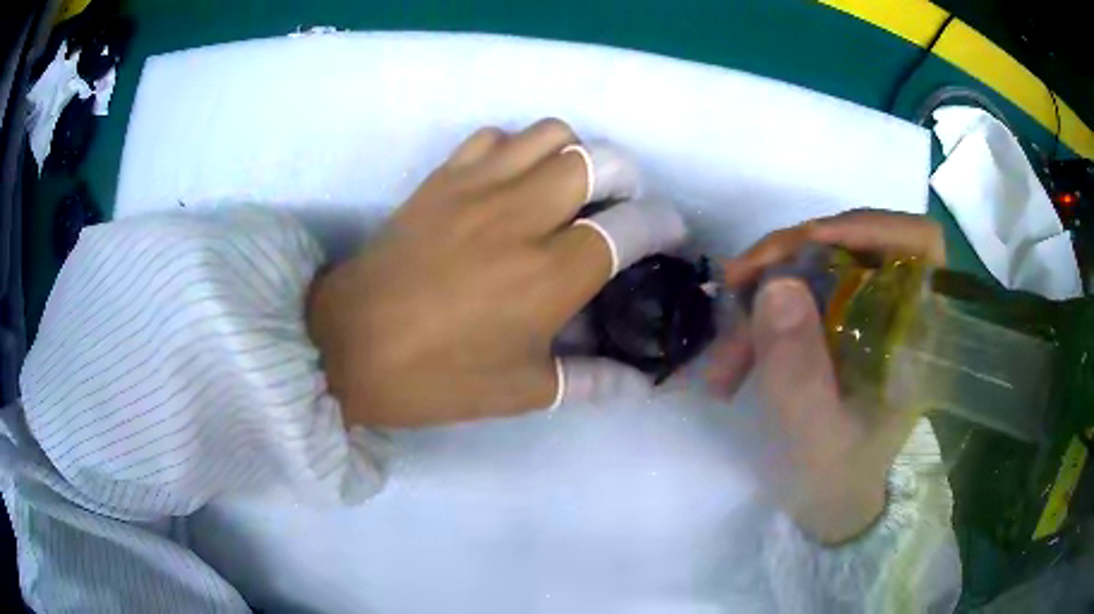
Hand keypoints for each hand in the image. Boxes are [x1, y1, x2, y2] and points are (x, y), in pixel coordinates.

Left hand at [307, 120, 685, 427]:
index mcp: (549, 275)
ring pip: (551, 134)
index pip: (630, 227)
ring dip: (576, 155)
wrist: (346, 345)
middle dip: (627, 178)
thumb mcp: (518, 391)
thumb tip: (641, 385)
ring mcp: (478, 188)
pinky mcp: (442, 178)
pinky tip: (512, 182)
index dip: (661, 224)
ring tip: (570, 189)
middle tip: (621, 207)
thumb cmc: (434, 377)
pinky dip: (517, 149)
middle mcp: (521, 217)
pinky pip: (495, 137)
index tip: (668, 233)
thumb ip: (589, 381)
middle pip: (599, 161)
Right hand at [708, 210, 944, 543]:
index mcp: (918, 333)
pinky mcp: (838, 327)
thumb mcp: (817, 438)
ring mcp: (865, 317)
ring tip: (725, 357)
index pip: (919, 242)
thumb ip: (800, 372)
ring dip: (763, 298)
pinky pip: (798, 296)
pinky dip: (760, 317)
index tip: (810, 240)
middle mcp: (896, 312)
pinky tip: (733, 360)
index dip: (870, 225)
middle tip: (736, 287)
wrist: (832, 509)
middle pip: (852, 245)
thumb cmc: (839, 482)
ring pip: (815, 270)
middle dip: (789, 260)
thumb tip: (775, 283)